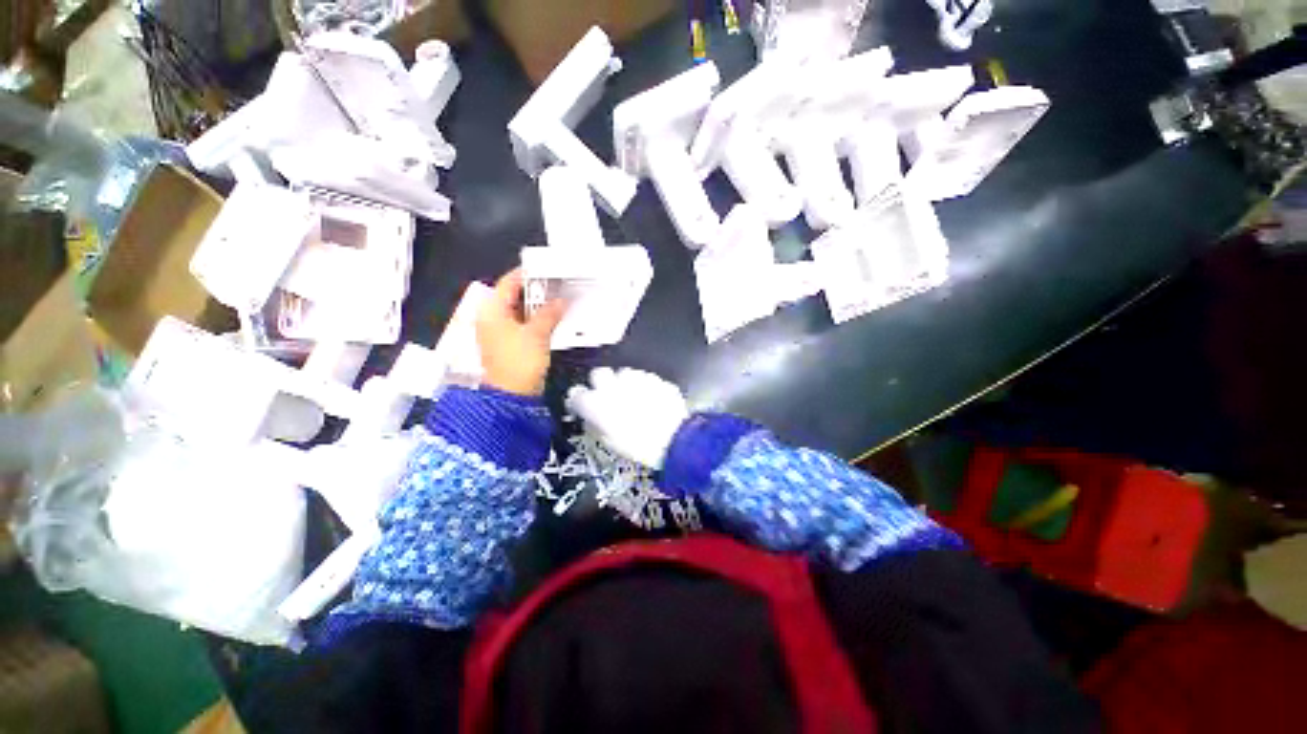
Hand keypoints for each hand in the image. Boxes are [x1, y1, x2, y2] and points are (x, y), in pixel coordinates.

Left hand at [476, 269, 567, 395]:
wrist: (512, 395)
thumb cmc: (520, 361)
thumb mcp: (537, 333)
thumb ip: (549, 313)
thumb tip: (561, 301)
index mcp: (492, 310)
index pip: (508, 283)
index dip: (527, 274)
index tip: (547, 268)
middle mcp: (492, 318)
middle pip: (514, 296)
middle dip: (537, 291)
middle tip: (558, 284)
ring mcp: (501, 332)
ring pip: (521, 311)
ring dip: (539, 306)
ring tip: (560, 299)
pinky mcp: (510, 343)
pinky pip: (524, 324)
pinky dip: (537, 320)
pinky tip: (554, 317)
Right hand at [566, 368, 689, 468]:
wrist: (675, 439)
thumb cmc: (639, 447)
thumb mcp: (610, 443)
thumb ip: (596, 426)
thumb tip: (592, 419)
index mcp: (596, 404)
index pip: (576, 394)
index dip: (578, 400)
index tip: (582, 405)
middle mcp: (612, 386)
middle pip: (598, 374)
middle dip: (601, 384)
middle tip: (608, 397)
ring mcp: (635, 379)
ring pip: (623, 373)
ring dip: (624, 383)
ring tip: (633, 398)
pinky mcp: (654, 378)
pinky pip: (643, 378)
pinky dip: (643, 386)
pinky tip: (650, 399)